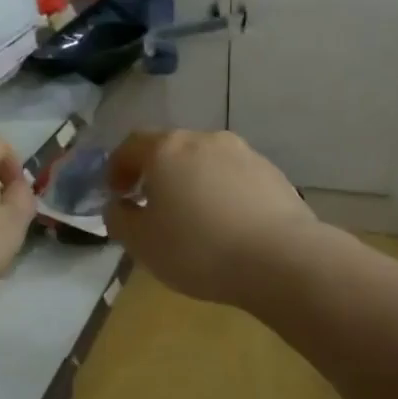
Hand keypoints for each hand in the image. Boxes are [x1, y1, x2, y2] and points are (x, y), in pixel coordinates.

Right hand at [104, 130, 318, 307]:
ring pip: (205, 162)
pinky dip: (222, 193)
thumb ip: (119, 218)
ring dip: (192, 182)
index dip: (117, 167)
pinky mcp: (272, 173)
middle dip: (157, 174)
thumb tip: (118, 205)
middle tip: (152, 206)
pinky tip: (227, 224)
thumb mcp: (141, 243)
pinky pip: (234, 178)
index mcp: (166, 149)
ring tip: (193, 218)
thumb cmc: (198, 248)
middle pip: (171, 149)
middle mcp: (204, 140)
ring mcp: (243, 153)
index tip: (116, 194)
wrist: (280, 258)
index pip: (131, 145)